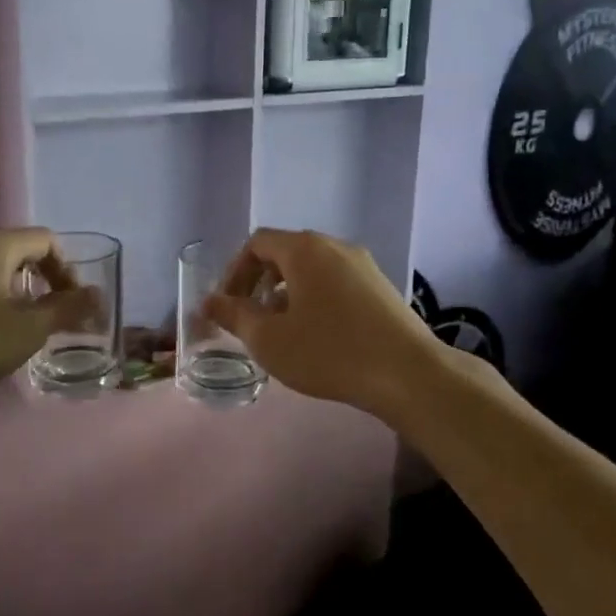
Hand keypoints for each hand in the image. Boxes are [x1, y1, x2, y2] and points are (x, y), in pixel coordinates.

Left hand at [0, 229, 94, 426]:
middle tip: (44, 317)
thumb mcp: (26, 331)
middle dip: (37, 280)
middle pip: (14, 250)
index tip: (70, 304)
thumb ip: (67, 309)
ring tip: (10, 326)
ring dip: (7, 289)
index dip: (66, 270)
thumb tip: (98, 296)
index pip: (45, 241)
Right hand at [204, 228, 455, 418]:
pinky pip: (335, 281)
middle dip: (259, 282)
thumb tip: (208, 301)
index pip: (257, 243)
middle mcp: (334, 245)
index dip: (234, 271)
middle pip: (285, 252)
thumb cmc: (329, 352)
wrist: (407, 373)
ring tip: (281, 330)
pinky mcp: (380, 286)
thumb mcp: (269, 339)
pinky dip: (314, 297)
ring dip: (287, 292)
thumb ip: (233, 315)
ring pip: (312, 268)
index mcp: (304, 249)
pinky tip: (317, 334)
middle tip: (250, 318)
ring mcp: (362, 264)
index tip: (228, 305)